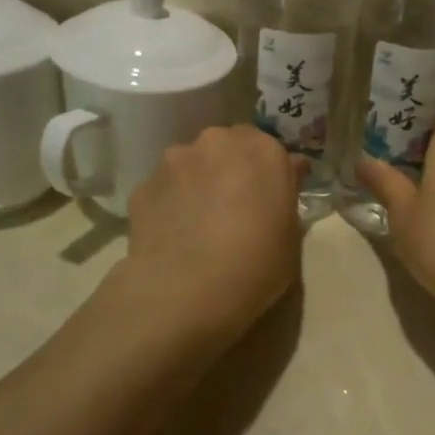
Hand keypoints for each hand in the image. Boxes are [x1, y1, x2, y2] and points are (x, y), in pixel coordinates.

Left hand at [118, 125, 303, 344]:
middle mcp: (218, 143)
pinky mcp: (143, 186)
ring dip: (198, 182)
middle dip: (231, 168)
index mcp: (264, 151)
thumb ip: (284, 200)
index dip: (270, 172)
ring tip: (199, 223)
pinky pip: (165, 189)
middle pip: (227, 147)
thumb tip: (282, 186)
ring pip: (192, 164)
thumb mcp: (291, 236)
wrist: (187, 291)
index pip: (271, 148)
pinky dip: (171, 203)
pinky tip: (174, 235)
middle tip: (235, 206)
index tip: (271, 196)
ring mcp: (175, 161)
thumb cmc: (257, 264)